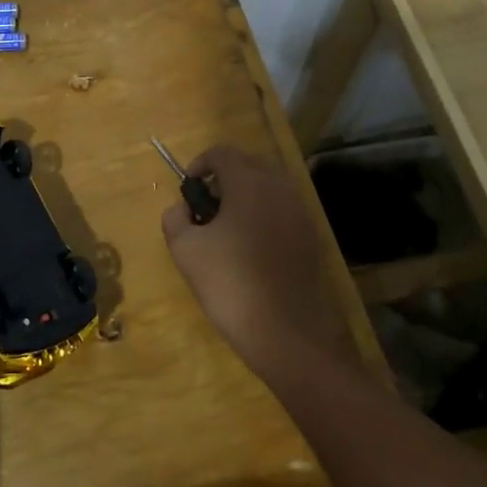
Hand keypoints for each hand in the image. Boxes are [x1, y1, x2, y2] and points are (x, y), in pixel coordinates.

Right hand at [162, 145, 362, 388]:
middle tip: (205, 207)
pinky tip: (250, 249)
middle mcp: (279, 188)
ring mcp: (300, 213)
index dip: (200, 164)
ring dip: (245, 196)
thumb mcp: (186, 250)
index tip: (188, 189)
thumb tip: (180, 208)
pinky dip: (264, 216)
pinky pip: (283, 211)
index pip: (222, 153)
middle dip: (224, 177)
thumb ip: (175, 219)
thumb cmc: (230, 284)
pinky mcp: (312, 238)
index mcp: (249, 183)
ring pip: (269, 187)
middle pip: (249, 165)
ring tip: (226, 229)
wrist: (286, 333)